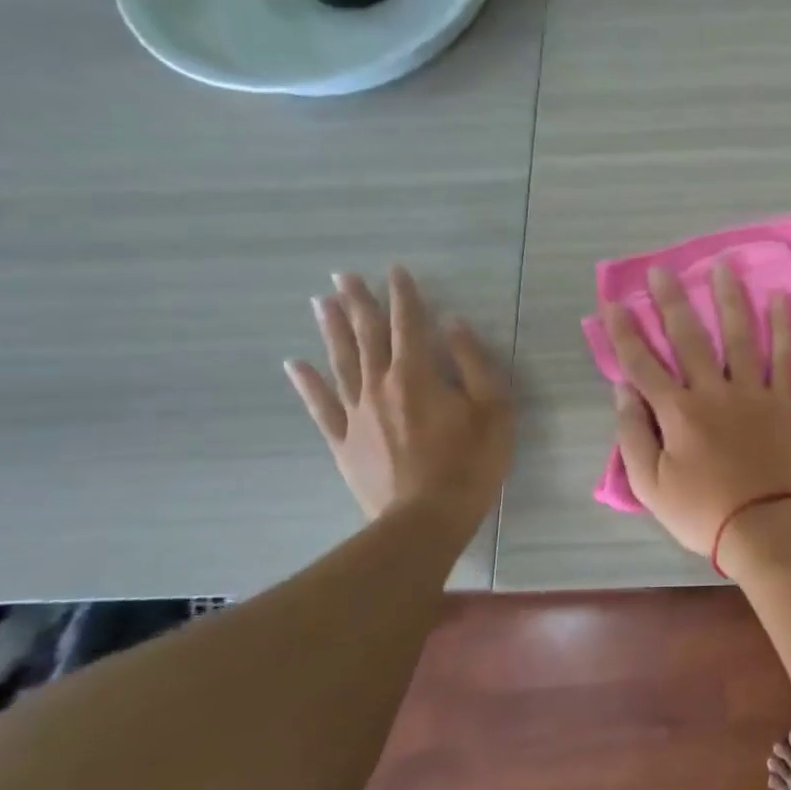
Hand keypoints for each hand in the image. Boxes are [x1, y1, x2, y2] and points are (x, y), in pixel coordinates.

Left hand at [286, 265, 514, 538]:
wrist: (425, 519)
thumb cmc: (470, 463)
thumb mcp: (495, 410)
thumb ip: (475, 363)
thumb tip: (454, 325)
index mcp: (418, 375)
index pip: (410, 324)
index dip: (404, 295)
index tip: (396, 270)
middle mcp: (381, 385)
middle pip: (368, 336)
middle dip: (359, 303)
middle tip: (344, 276)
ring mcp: (356, 413)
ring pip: (341, 362)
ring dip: (332, 331)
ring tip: (320, 303)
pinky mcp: (344, 441)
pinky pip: (321, 407)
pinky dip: (308, 384)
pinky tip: (296, 365)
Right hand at [606, 262, 790, 563]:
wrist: (766, 529)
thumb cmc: (703, 513)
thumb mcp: (650, 485)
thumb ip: (633, 435)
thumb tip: (622, 390)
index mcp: (676, 412)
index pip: (642, 363)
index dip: (625, 332)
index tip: (614, 303)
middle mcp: (713, 391)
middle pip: (689, 338)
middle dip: (671, 301)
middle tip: (662, 270)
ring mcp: (753, 393)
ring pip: (739, 336)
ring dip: (729, 299)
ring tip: (723, 266)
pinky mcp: (786, 402)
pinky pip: (785, 357)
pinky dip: (783, 327)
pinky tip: (780, 299)